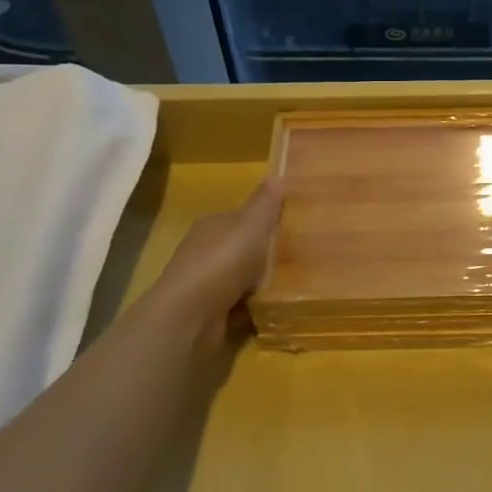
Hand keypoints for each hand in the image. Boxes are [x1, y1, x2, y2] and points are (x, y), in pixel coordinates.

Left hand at [140, 179, 281, 355]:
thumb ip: (265, 203)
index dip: (266, 220)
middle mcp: (205, 252)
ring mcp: (206, 284)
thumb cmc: (223, 262)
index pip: (242, 218)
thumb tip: (277, 175)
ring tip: (295, 284)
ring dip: (262, 282)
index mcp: (212, 226)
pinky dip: (255, 307)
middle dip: (266, 253)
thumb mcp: (251, 225)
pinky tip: (275, 308)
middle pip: (242, 248)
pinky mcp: (210, 313)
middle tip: (301, 257)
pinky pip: (241, 305)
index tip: (294, 226)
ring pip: (242, 278)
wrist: (190, 316)